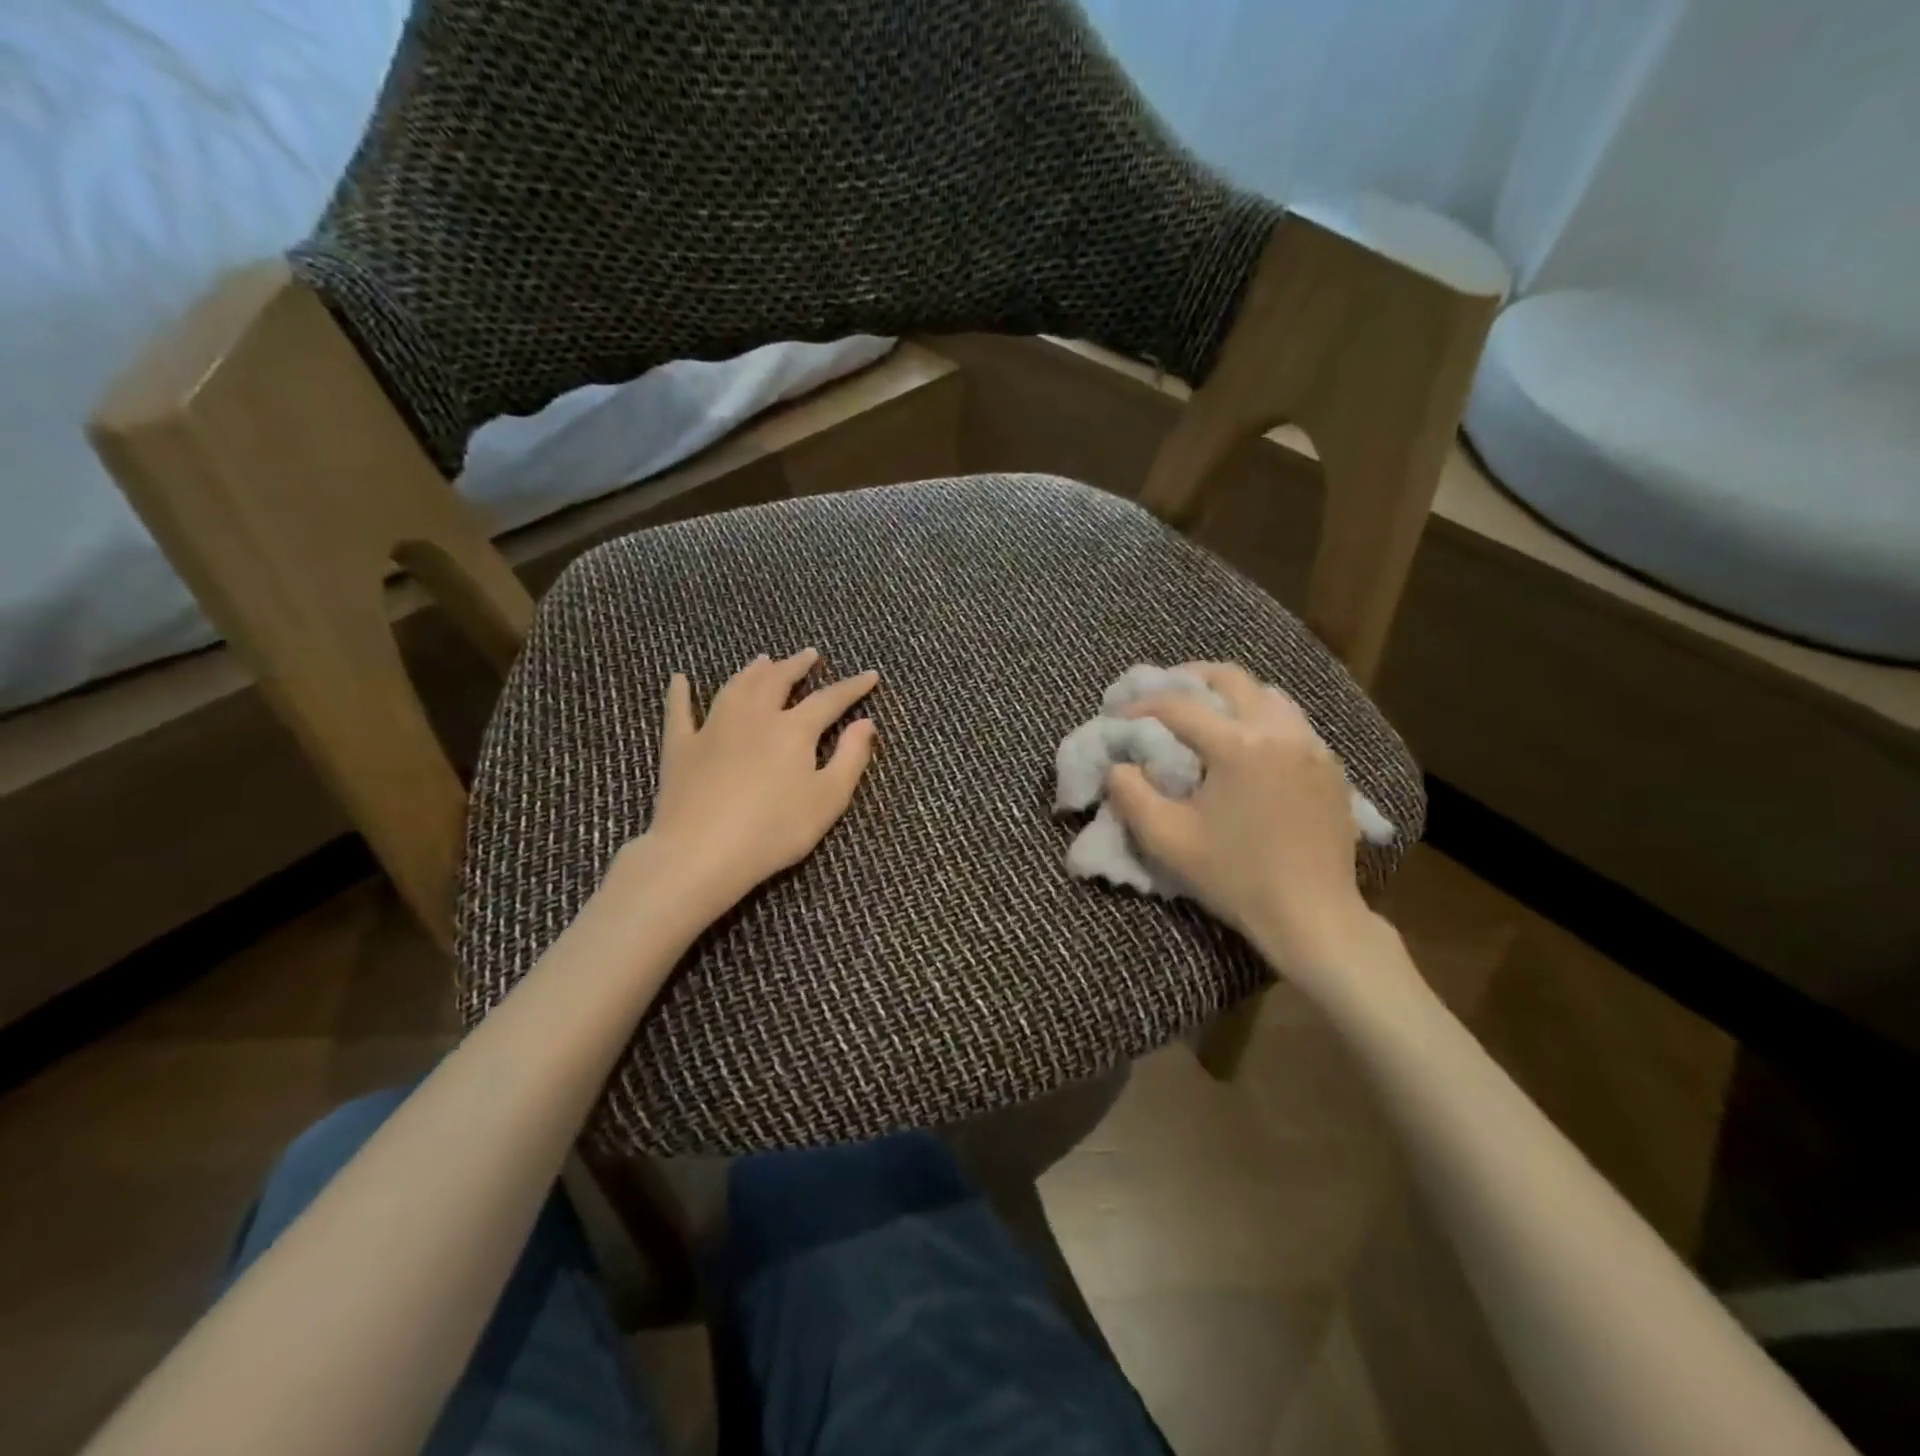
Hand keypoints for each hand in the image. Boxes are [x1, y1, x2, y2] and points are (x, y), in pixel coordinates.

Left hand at [633, 649, 878, 921]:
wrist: (701, 852)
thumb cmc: (774, 830)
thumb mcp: (828, 800)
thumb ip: (851, 758)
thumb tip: (866, 723)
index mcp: (793, 730)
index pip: (830, 699)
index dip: (852, 687)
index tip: (870, 675)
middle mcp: (754, 717)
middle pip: (777, 681)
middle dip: (796, 666)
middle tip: (809, 654)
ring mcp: (713, 729)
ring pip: (735, 688)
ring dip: (752, 671)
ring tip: (762, 660)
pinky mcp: (681, 748)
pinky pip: (679, 712)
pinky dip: (680, 694)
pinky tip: (679, 679)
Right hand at [1106, 663, 1380, 977]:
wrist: (1312, 915)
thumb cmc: (1235, 877)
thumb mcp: (1166, 839)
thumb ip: (1130, 794)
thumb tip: (1118, 765)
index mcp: (1239, 745)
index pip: (1179, 706)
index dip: (1142, 705)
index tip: (1118, 715)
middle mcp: (1280, 731)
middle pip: (1230, 678)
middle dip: (1189, 679)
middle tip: (1162, 695)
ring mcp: (1312, 746)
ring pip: (1266, 694)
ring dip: (1229, 695)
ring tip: (1204, 713)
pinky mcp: (1330, 767)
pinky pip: (1291, 722)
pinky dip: (1260, 718)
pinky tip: (1246, 746)